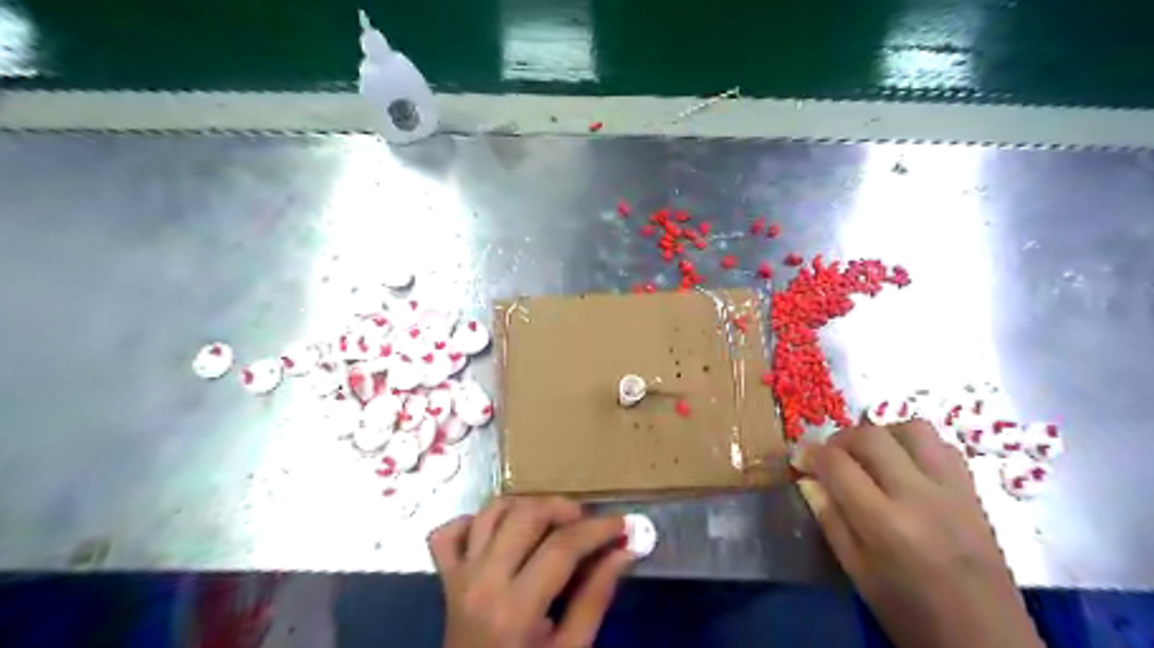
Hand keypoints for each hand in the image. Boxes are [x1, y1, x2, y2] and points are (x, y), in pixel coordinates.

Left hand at [430, 499, 634, 644]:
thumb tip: (624, 550)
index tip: (624, 523)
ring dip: (525, 505)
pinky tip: (498, 532)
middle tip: (587, 522)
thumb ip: (595, 599)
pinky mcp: (445, 577)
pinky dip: (473, 521)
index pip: (562, 547)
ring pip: (490, 511)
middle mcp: (482, 581)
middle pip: (525, 516)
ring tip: (551, 520)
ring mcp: (459, 576)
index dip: (599, 529)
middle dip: (563, 508)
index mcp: (514, 610)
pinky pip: (448, 533)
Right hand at [794, 421, 1047, 647]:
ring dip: (882, 434)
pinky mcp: (975, 493)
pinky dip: (915, 446)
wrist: (987, 643)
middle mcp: (921, 497)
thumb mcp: (857, 572)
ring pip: (912, 429)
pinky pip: (943, 447)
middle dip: (840, 439)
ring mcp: (953, 491)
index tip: (799, 458)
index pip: (837, 464)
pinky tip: (905, 467)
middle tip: (830, 458)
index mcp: (886, 524)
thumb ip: (830, 519)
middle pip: (871, 436)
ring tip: (869, 457)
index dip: (810, 454)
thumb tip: (807, 479)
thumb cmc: (910, 615)